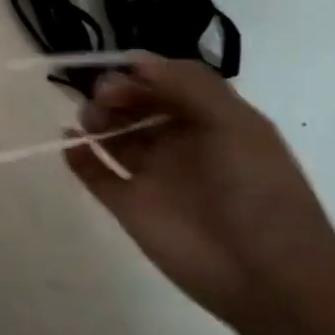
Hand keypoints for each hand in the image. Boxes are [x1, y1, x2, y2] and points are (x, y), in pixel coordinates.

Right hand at [67, 56, 334, 326]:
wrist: (266, 273)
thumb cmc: (257, 190)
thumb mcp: (237, 124)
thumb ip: (190, 85)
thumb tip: (137, 62)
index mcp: (211, 122)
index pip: (167, 84)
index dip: (141, 73)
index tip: (119, 69)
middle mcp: (180, 144)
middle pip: (136, 106)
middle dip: (115, 93)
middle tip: (104, 98)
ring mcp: (153, 176)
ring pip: (114, 136)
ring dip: (95, 119)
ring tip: (90, 120)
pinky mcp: (129, 206)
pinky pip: (96, 174)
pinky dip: (79, 157)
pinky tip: (68, 143)